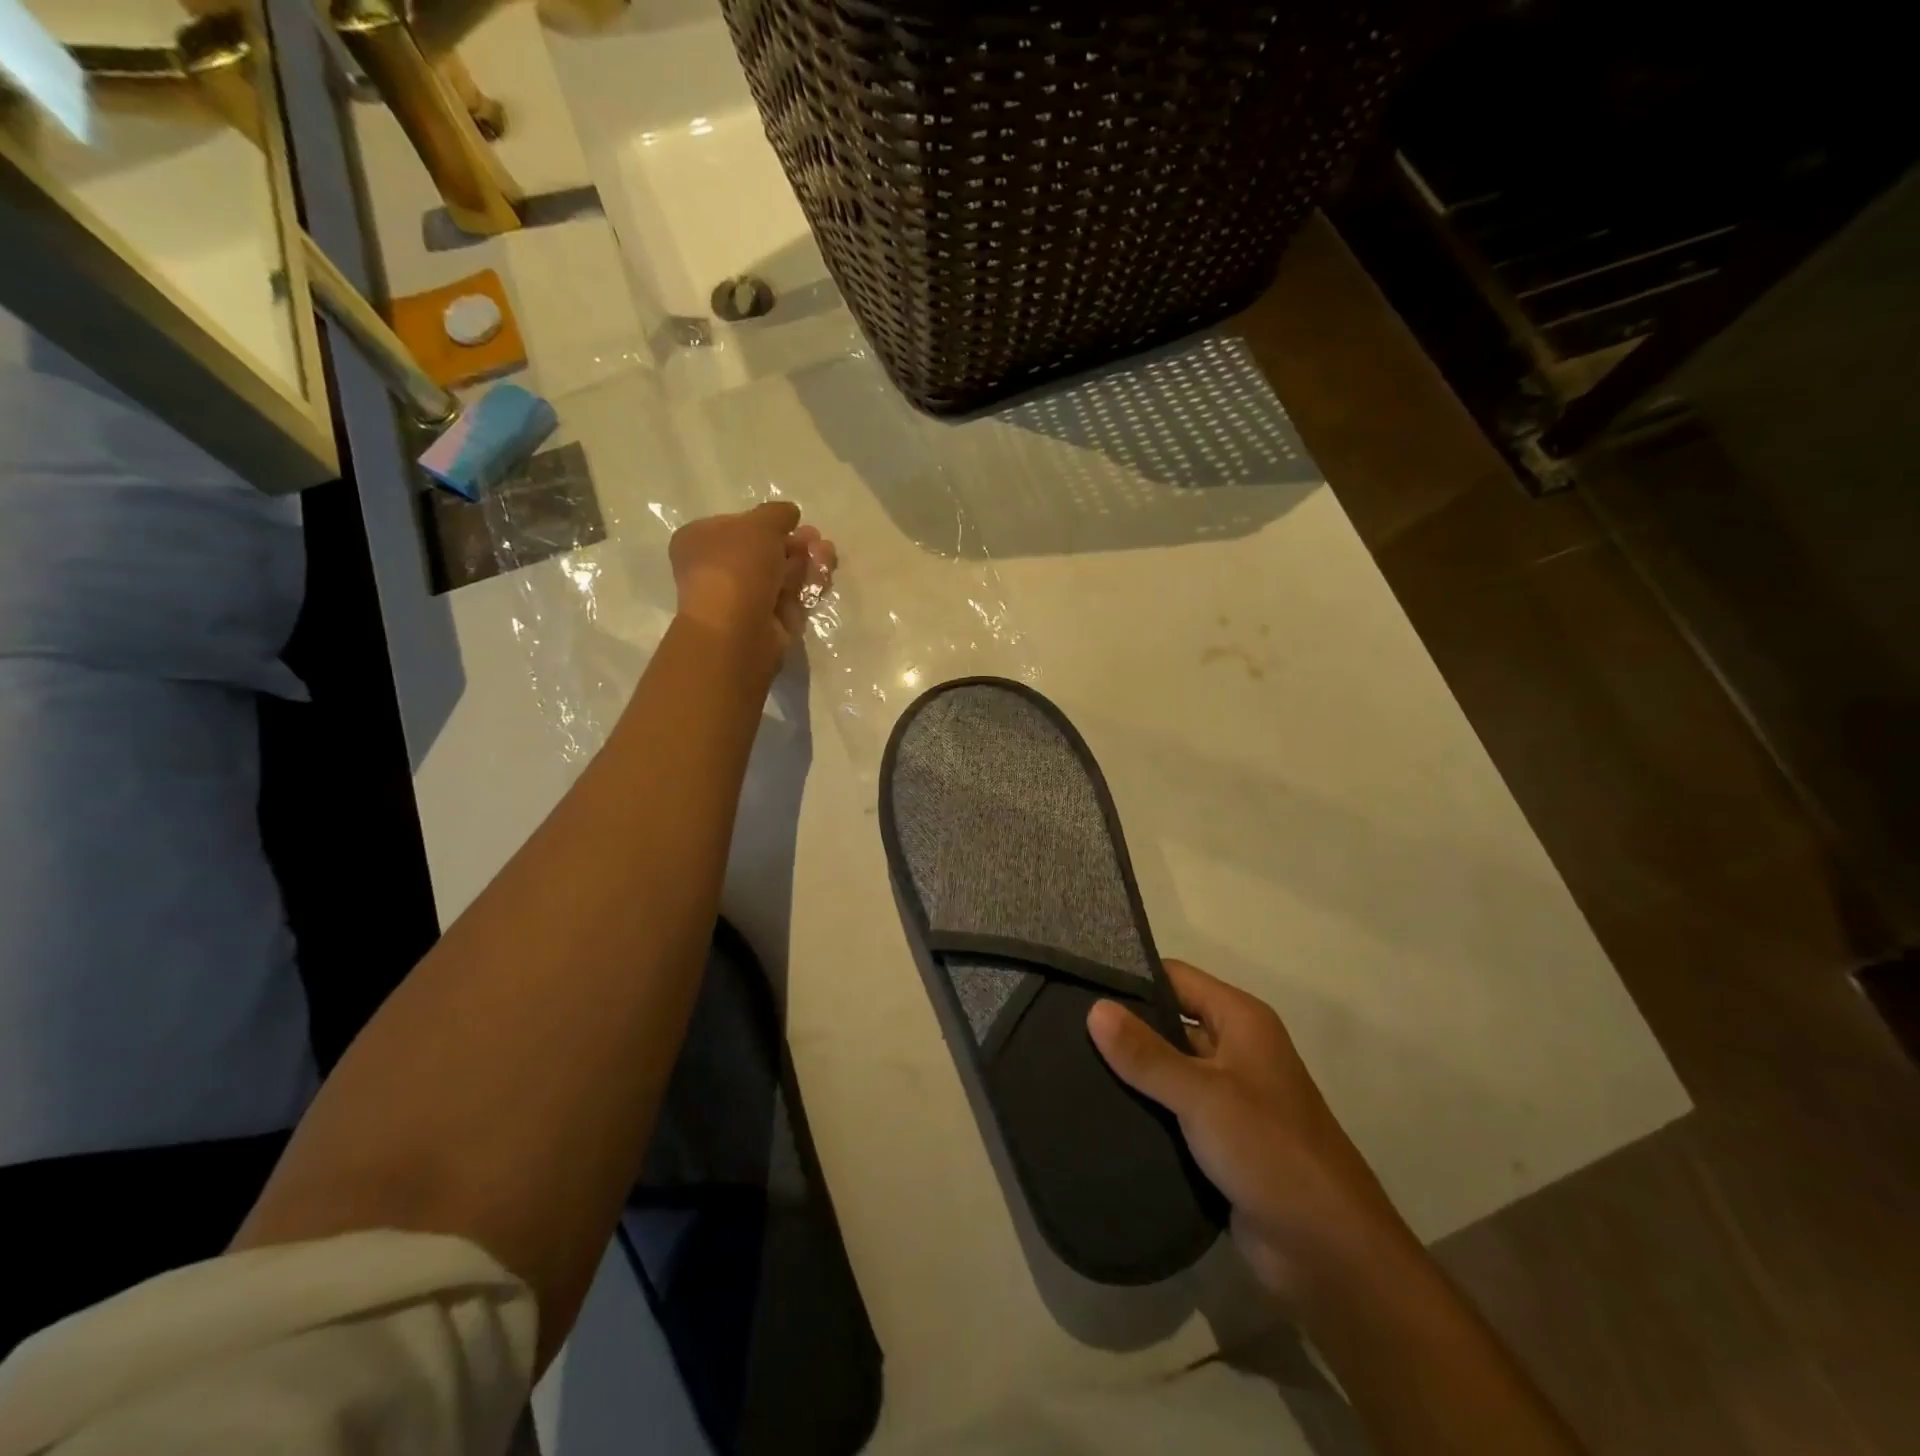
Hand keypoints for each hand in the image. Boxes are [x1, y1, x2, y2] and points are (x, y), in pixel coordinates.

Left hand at [668, 502, 835, 666]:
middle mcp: (719, 571)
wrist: (738, 629)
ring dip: (807, 562)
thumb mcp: (759, 524)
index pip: (738, 526)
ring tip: (826, 554)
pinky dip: (809, 585)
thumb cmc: (738, 567)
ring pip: (783, 574)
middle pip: (765, 551)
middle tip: (816, 539)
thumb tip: (789, 514)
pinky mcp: (768, 622)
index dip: (768, 523)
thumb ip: (777, 514)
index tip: (793, 521)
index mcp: (701, 542)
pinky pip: (792, 597)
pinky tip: (825, 575)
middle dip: (795, 543)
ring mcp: (744, 599)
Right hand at [1088, 960, 1414, 1306]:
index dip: (1131, 978)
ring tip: (1069, 1067)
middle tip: (1063, 1029)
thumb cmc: (1270, 1151)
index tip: (1079, 985)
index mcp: (1241, 1020)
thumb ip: (1147, 1054)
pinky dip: (1143, 1110)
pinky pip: (1172, 1111)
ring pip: (1166, 1070)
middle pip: (1168, 1022)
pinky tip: (1098, 1112)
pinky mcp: (1219, 1140)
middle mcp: (1235, 1049)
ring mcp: (1228, 1097)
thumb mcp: (1203, 1095)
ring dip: (1130, 1073)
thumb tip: (1094, 1008)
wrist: (1329, 1253)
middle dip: (1123, 1028)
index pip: (1175, 978)